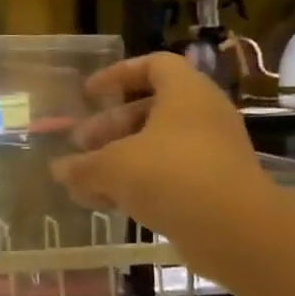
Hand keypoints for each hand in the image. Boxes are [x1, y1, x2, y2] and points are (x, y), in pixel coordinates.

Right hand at [51, 52, 272, 246]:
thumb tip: (59, 169)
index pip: (154, 65)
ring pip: (157, 145)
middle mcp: (203, 116)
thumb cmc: (170, 176)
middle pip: (150, 109)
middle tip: (80, 144)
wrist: (235, 230)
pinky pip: (169, 174)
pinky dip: (138, 183)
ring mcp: (212, 152)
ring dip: (119, 158)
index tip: (90, 94)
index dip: (118, 74)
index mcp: (185, 94)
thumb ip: (81, 166)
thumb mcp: (112, 167)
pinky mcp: (213, 186)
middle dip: (109, 126)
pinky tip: (107, 203)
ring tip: (86, 179)